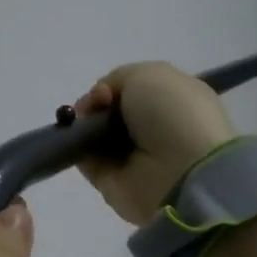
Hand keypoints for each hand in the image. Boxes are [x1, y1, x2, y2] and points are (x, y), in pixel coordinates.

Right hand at [74, 62, 238, 224]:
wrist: (179, 170)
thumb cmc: (172, 114)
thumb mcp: (148, 74)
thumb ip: (118, 79)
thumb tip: (101, 101)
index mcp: (173, 101)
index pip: (135, 90)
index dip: (114, 86)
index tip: (106, 91)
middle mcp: (154, 129)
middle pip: (112, 112)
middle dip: (96, 104)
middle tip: (95, 106)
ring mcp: (134, 158)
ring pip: (97, 134)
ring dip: (84, 124)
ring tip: (84, 122)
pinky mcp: (113, 182)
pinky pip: (88, 160)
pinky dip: (77, 148)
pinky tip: (79, 138)